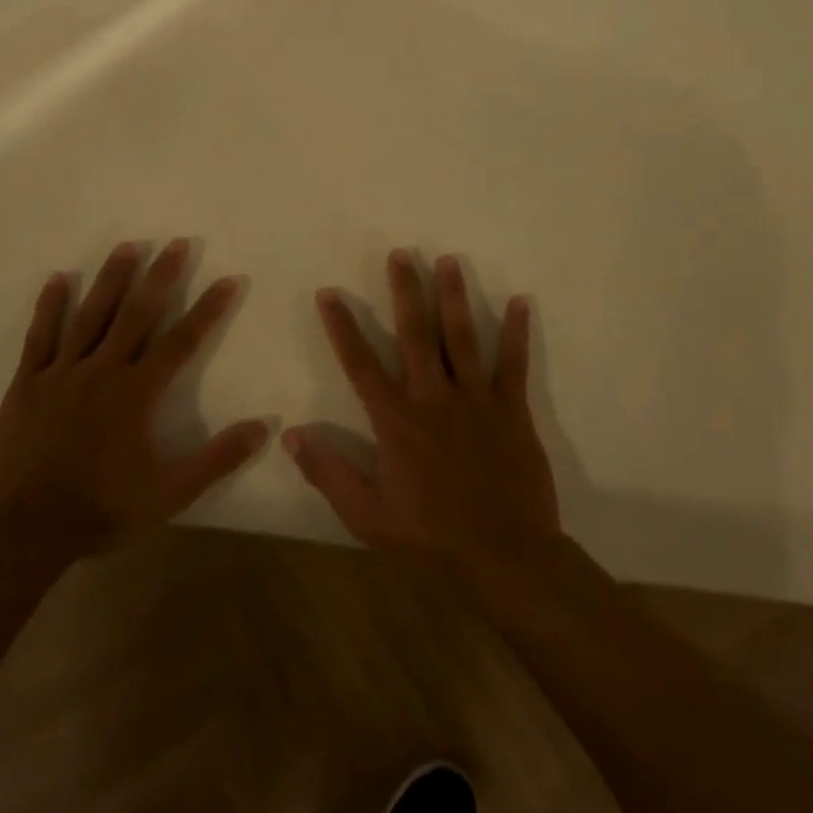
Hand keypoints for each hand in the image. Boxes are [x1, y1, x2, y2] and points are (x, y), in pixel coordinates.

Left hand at [0, 239, 268, 561]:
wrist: (23, 531)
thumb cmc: (101, 511)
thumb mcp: (170, 494)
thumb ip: (217, 459)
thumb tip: (264, 427)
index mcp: (136, 393)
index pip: (181, 341)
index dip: (208, 309)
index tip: (228, 279)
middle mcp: (102, 370)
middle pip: (136, 314)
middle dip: (160, 276)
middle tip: (176, 243)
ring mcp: (61, 373)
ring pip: (90, 315)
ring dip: (110, 279)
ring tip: (127, 247)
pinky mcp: (28, 383)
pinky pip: (40, 336)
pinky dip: (50, 306)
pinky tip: (58, 279)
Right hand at [284, 249, 562, 586]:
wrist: (505, 558)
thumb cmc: (430, 538)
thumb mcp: (367, 516)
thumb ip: (328, 473)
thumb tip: (291, 434)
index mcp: (396, 422)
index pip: (361, 364)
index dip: (342, 328)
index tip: (329, 294)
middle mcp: (434, 399)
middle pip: (416, 335)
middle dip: (406, 291)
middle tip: (400, 254)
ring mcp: (477, 400)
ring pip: (463, 338)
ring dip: (454, 297)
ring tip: (448, 260)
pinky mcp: (512, 410)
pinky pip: (514, 364)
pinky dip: (517, 332)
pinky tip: (521, 301)